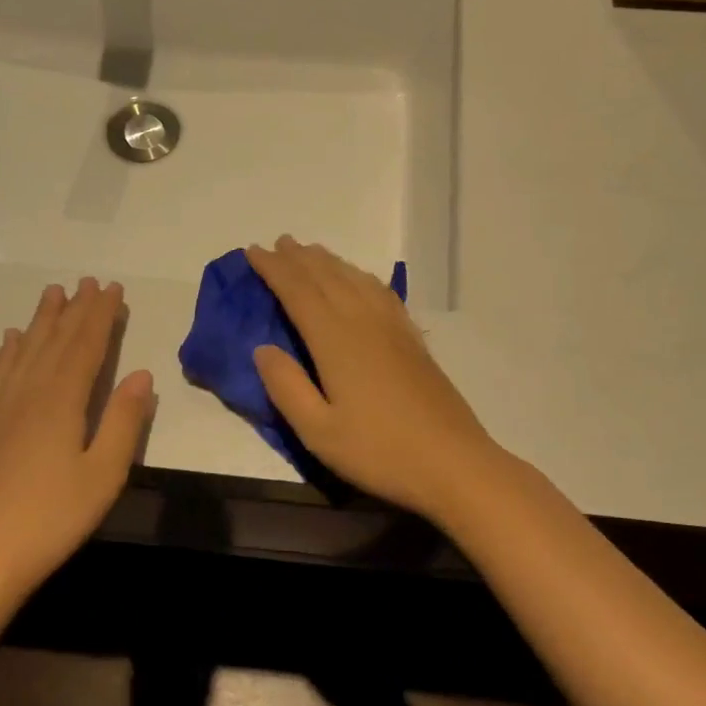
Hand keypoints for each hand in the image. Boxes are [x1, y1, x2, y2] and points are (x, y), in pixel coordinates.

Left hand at [0, 278, 153, 600]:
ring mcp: (3, 410)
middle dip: (75, 309)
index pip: (85, 346)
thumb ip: (124, 421)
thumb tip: (141, 373)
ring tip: (52, 293)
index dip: (100, 315)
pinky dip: (9, 352)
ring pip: (26, 352)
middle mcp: (30, 395)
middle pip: (56, 342)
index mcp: (61, 402)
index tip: (113, 288)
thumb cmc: (54, 518)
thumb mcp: (104, 474)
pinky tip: (11, 339)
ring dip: (42, 320)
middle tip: (88, 280)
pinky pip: (0, 375)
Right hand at [245, 237, 507, 522]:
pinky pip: (381, 292)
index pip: (298, 291)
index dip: (273, 269)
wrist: (452, 462)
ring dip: (330, 262)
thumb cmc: (378, 451)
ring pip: (356, 280)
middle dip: (299, 258)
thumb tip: (262, 348)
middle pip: (327, 277)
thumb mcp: (318, 431)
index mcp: (336, 340)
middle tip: (278, 243)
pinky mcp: (413, 340)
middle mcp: (364, 322)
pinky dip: (362, 277)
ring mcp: (393, 328)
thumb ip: (286, 387)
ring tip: (312, 252)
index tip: (253, 251)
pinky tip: (360, 280)